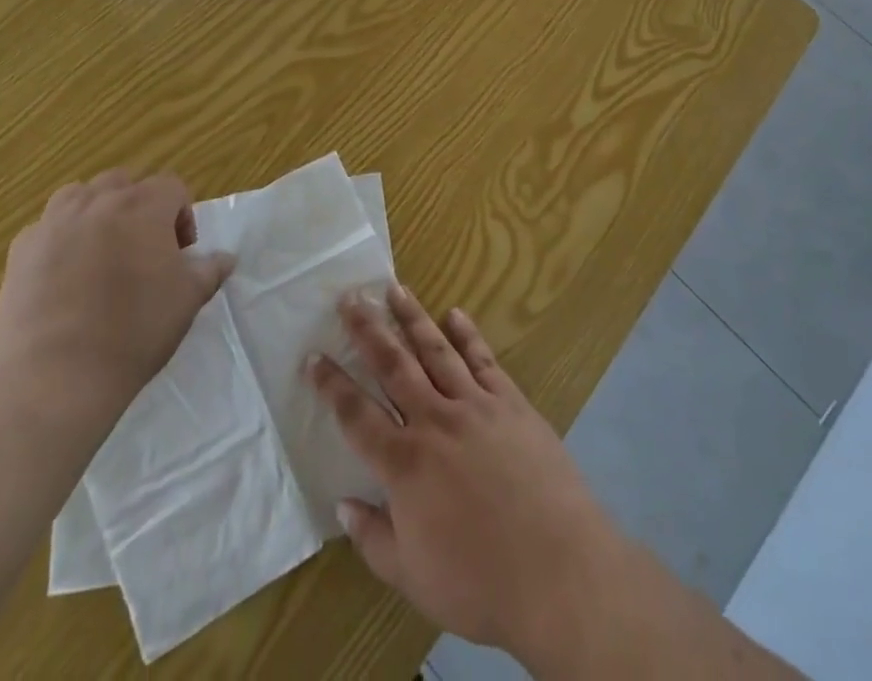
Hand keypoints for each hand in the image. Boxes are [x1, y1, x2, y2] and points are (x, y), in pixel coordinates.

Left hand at [0, 170, 233, 438]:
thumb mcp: (188, 300)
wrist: (57, 377)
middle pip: (124, 184)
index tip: (179, 254)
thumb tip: (225, 258)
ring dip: (95, 213)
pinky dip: (60, 240)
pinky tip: (63, 275)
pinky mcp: (21, 250)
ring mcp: (54, 223)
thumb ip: (209, 270)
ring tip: (101, 252)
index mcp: (144, 206)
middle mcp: (99, 202)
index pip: (172, 187)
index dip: (182, 216)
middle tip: (142, 250)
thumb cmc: (135, 331)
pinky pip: (46, 228)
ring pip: (80, 196)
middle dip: (138, 208)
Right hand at [308, 285, 630, 665]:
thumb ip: (373, 537)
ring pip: (436, 350)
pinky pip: (483, 359)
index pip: (356, 414)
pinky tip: (455, 314)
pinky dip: (467, 334)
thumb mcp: (412, 576)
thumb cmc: (479, 582)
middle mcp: (434, 421)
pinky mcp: (510, 402)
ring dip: (412, 318)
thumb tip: (343, 503)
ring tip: (394, 289)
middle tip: (350, 298)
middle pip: (393, 365)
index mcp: (404, 463)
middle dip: (368, 330)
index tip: (313, 356)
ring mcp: (475, 405)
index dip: (332, 384)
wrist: (557, 570)